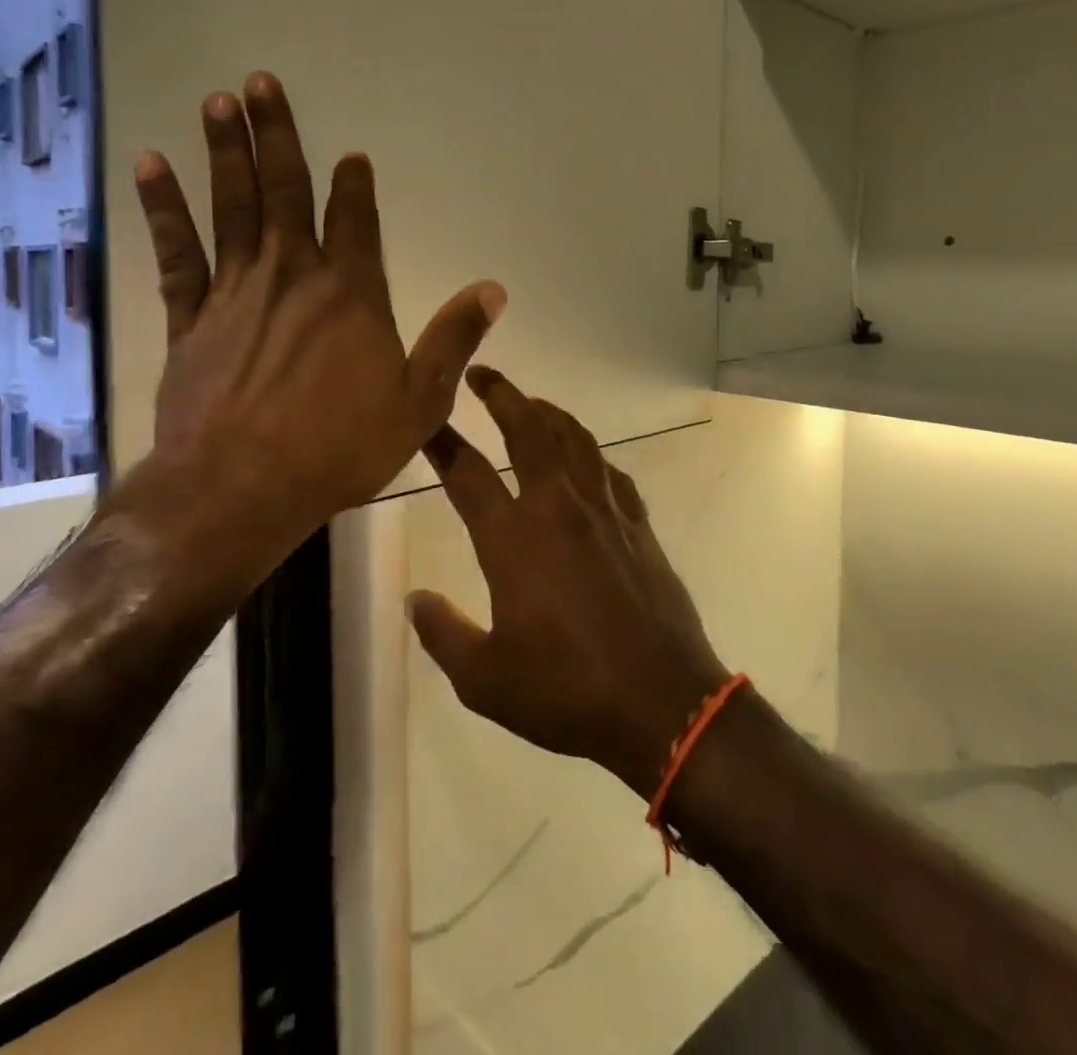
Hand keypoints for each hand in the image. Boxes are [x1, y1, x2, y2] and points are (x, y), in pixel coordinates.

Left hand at [106, 72, 505, 607]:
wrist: (241, 488)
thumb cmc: (340, 447)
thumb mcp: (420, 401)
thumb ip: (454, 339)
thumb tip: (493, 289)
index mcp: (352, 294)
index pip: (356, 221)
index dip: (355, 185)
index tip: (352, 155)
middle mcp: (293, 277)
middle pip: (285, 192)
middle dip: (277, 135)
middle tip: (261, 82)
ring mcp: (236, 293)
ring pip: (231, 207)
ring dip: (226, 151)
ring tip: (218, 101)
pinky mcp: (190, 319)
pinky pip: (177, 252)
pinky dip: (164, 208)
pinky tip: (153, 167)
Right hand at [408, 368, 730, 798]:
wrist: (661, 702)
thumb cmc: (566, 692)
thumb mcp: (485, 680)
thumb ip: (443, 635)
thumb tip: (415, 599)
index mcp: (514, 540)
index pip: (466, 474)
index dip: (441, 442)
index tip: (425, 419)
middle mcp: (558, 509)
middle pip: (528, 430)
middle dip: (502, 394)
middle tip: (482, 374)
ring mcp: (604, 512)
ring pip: (575, 439)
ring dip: (550, 412)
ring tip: (532, 403)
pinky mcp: (638, 525)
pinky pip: (611, 472)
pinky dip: (592, 454)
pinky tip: (586, 459)